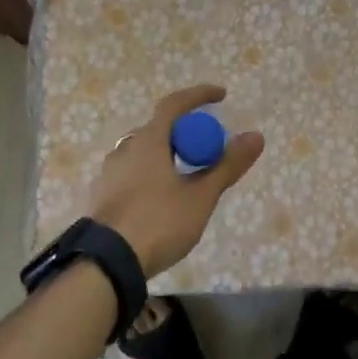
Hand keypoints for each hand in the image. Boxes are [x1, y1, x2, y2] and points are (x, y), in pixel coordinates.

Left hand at [88, 85, 264, 277]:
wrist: (106, 263)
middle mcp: (125, 148)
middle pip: (159, 129)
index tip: (221, 95)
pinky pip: (132, 173)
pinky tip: (161, 200)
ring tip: (185, 177)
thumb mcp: (200, 197)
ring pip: (143, 152)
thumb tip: (256, 136)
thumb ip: (227, 166)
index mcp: (149, 140)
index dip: (199, 95)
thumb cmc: (158, 222)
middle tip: (206, 149)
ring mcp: (109, 172)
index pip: (175, 104)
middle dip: (184, 132)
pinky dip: (151, 175)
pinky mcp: (102, 195)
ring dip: (166, 155)